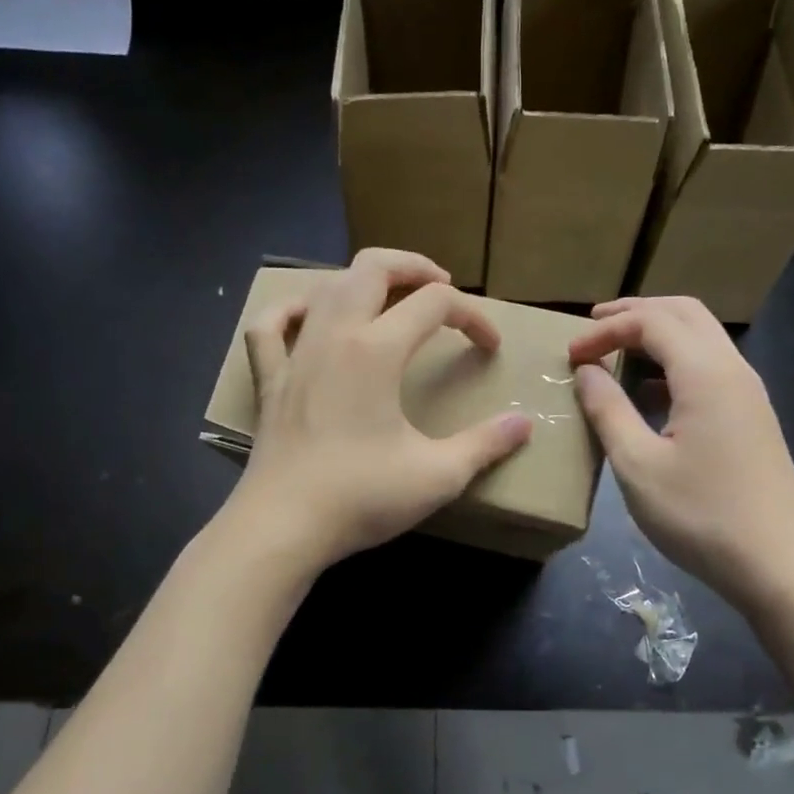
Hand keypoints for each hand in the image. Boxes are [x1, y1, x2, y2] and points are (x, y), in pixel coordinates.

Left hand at [225, 249, 532, 569]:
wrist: (283, 526)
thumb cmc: (361, 497)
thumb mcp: (438, 475)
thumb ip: (485, 445)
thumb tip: (523, 424)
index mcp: (377, 350)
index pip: (436, 304)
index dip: (473, 317)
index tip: (490, 348)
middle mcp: (334, 336)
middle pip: (373, 267)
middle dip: (415, 267)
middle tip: (443, 285)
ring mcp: (295, 354)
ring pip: (326, 286)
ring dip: (363, 280)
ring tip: (390, 298)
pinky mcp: (269, 380)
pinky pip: (270, 326)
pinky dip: (291, 310)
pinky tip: (307, 316)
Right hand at [568, 296, 793, 612]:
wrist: (778, 564)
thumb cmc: (700, 515)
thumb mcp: (638, 465)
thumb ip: (608, 410)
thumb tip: (587, 370)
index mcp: (706, 373)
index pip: (650, 321)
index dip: (606, 330)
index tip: (570, 356)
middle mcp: (733, 369)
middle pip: (684, 313)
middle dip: (635, 312)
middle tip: (593, 325)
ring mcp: (749, 393)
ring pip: (702, 337)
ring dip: (658, 333)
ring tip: (617, 349)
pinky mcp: (753, 416)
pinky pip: (711, 367)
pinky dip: (676, 361)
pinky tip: (651, 391)